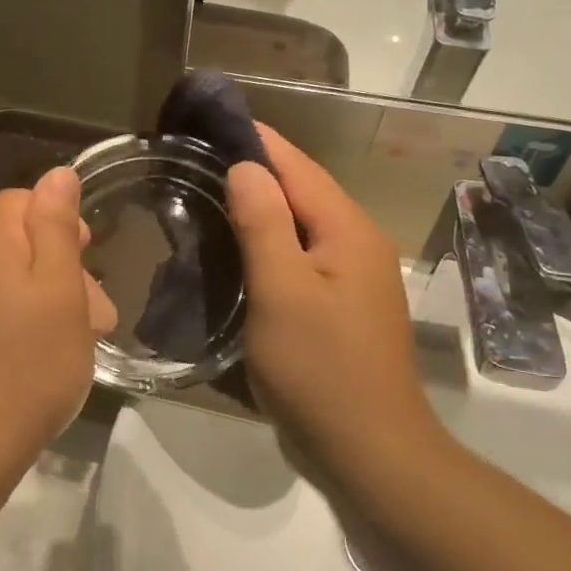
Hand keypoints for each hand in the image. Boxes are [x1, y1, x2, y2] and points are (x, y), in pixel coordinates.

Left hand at [0, 168, 115, 479]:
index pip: (21, 201)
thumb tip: (57, 173)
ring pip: (4, 280)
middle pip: (14, 242)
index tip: (89, 256)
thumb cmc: (30, 363)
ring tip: (76, 342)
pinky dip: (18, 322)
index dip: (61, 222)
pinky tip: (38, 357)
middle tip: (97, 314)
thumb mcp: (60, 289)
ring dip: (45, 299)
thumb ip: (57, 225)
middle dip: (61, 268)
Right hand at [226, 126, 447, 478]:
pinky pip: (302, 258)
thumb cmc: (320, 369)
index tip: (213, 119)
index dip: (258, 140)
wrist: (369, 451)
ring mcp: (354, 279)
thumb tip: (248, 166)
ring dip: (262, 207)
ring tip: (211, 194)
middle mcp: (358, 245)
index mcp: (348, 232)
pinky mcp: (342, 308)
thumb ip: (264, 224)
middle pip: (304, 192)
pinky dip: (271, 244)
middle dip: (257, 169)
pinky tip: (240, 250)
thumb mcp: (282, 291)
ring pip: (303, 227)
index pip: (298, 167)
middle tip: (200, 158)